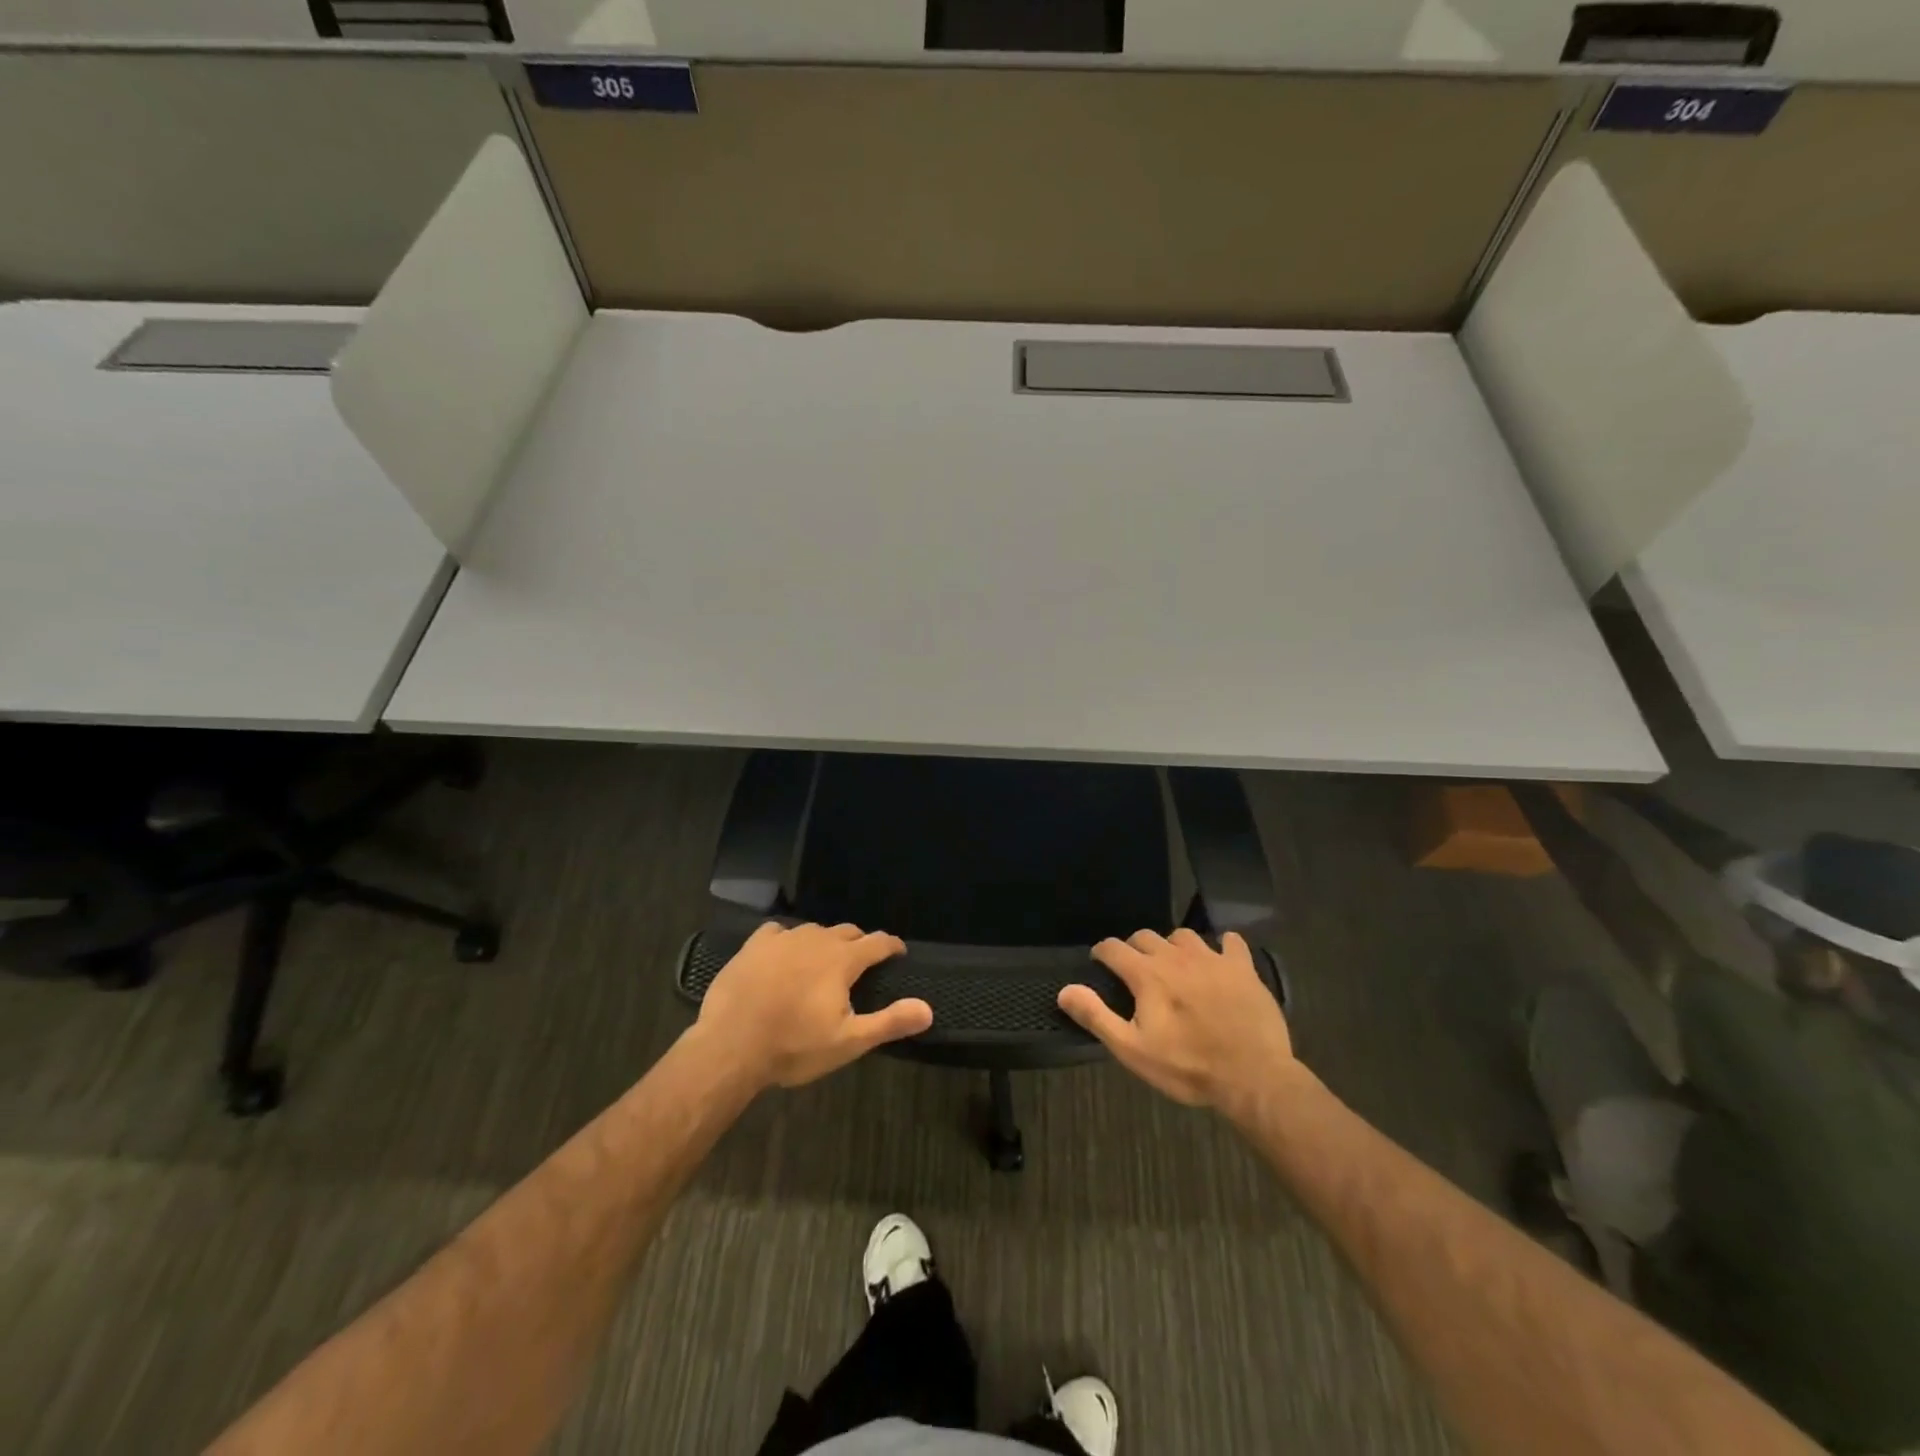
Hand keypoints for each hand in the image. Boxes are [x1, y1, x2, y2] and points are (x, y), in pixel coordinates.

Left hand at [694, 921, 931, 1089]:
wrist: (730, 1046)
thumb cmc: (794, 1046)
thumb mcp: (848, 1042)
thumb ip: (889, 1022)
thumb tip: (929, 1009)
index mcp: (842, 960)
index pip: (877, 942)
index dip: (892, 946)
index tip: (898, 953)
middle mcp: (817, 939)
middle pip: (847, 931)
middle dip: (860, 943)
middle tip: (862, 962)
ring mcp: (783, 939)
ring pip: (815, 930)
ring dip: (826, 941)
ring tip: (825, 960)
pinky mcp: (754, 945)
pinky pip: (779, 931)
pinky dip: (789, 939)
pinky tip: (784, 953)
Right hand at [1058, 928, 1298, 1115]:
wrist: (1253, 1078)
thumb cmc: (1188, 1067)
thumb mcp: (1133, 1050)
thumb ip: (1096, 1016)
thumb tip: (1064, 990)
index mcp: (1147, 974)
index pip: (1113, 948)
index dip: (1102, 953)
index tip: (1099, 964)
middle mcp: (1176, 956)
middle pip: (1146, 936)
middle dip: (1135, 949)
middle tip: (1136, 972)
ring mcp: (1212, 958)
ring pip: (1183, 936)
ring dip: (1173, 947)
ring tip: (1175, 967)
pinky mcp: (1243, 968)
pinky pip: (1230, 941)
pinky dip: (1221, 946)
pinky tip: (1220, 960)